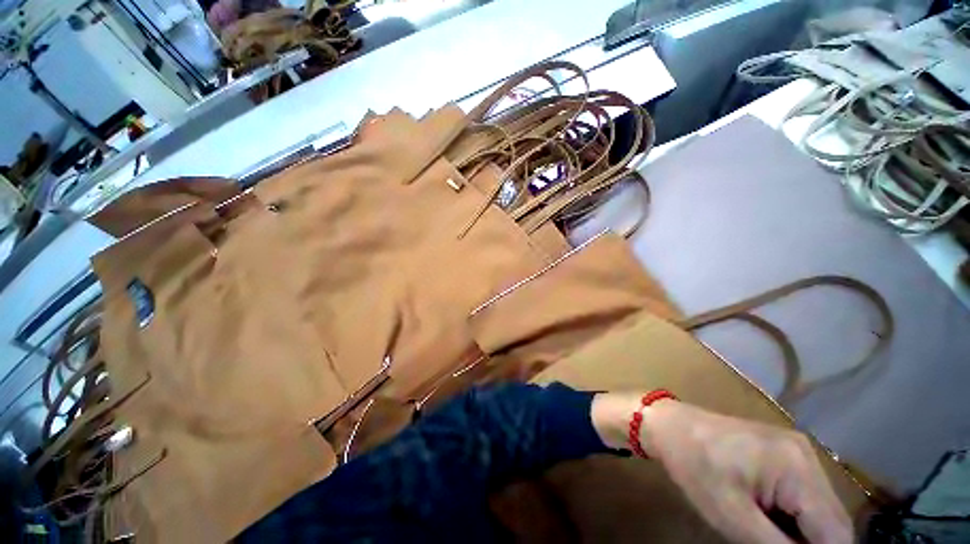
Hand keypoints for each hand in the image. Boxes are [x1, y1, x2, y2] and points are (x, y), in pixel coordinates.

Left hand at [592, 395, 851, 543]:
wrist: (668, 425)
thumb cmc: (694, 465)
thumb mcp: (734, 517)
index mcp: (798, 469)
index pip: (836, 533)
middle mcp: (806, 456)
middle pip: (830, 522)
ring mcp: (796, 452)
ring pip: (818, 512)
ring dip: (803, 535)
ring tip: (769, 537)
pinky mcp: (784, 454)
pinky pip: (803, 497)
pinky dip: (793, 517)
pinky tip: (770, 523)